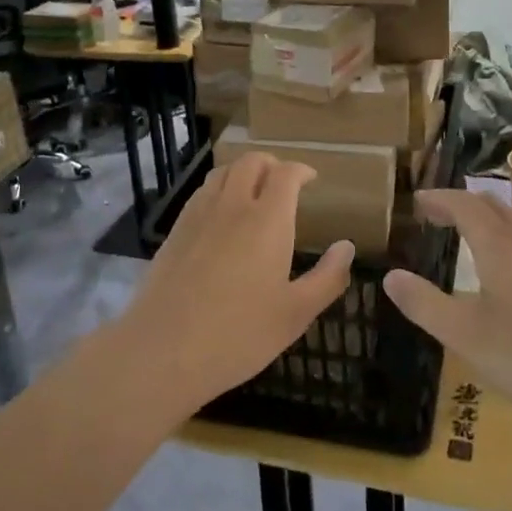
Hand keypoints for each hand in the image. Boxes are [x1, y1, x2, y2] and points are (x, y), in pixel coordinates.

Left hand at [119, 153, 352, 415]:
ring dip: (242, 172)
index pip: (285, 174)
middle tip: (283, 182)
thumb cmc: (239, 334)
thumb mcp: (295, 314)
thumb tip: (347, 247)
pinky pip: (201, 193)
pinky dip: (218, 190)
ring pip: (222, 173)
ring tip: (253, 192)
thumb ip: (327, 277)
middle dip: (271, 164)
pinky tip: (221, 217)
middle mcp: (233, 205)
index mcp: (267, 220)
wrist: (164, 348)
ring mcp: (199, 215)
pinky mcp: (175, 230)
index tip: (310, 179)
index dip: (300, 170)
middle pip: (251, 162)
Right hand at [383, 189, 511, 445]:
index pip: (464, 206)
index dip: (438, 199)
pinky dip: (508, 243)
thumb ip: (425, 305)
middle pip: (494, 207)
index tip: (416, 202)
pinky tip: (508, 277)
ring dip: (487, 221)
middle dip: (462, 204)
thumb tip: (390, 275)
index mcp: (500, 249)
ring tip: (467, 238)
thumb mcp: (468, 338)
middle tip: (436, 215)